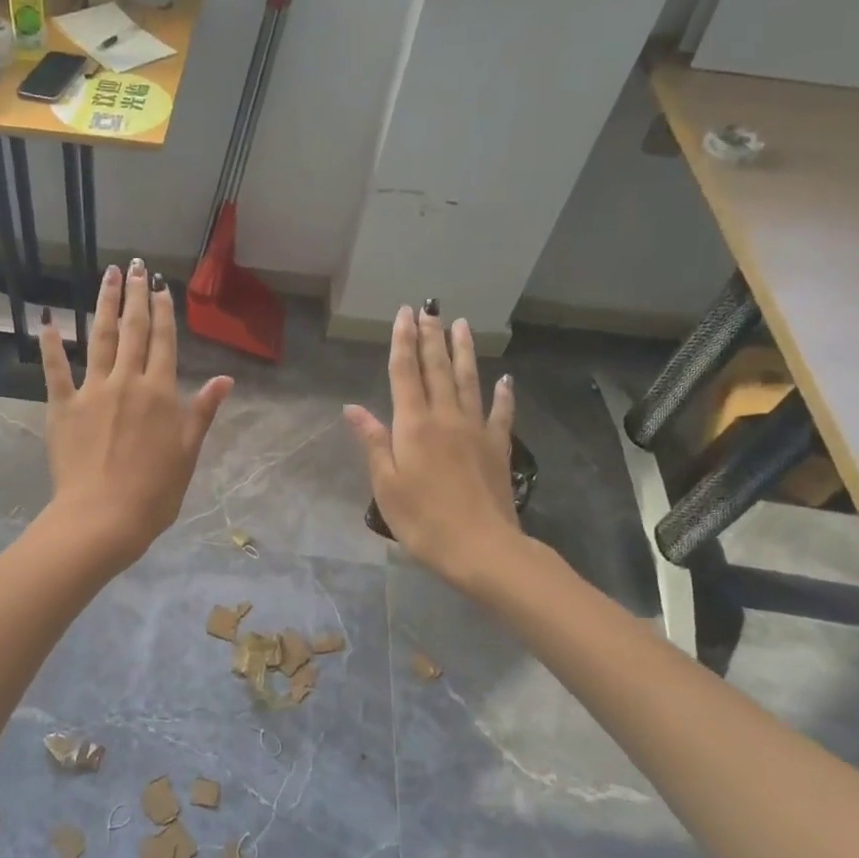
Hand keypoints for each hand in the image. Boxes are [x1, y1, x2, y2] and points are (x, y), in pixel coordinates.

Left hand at [39, 260, 233, 570]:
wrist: (104, 517)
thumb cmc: (155, 492)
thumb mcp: (189, 452)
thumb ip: (203, 411)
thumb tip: (226, 379)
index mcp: (160, 392)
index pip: (164, 342)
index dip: (164, 312)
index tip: (161, 287)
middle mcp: (127, 382)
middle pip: (133, 330)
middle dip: (136, 296)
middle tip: (136, 267)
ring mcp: (92, 391)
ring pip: (99, 338)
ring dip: (103, 304)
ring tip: (108, 276)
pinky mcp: (62, 407)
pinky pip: (55, 370)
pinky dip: (51, 345)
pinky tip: (49, 320)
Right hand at [343, 307, 524, 587]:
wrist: (482, 548)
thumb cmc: (423, 520)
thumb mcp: (386, 485)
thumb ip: (373, 442)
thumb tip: (352, 407)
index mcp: (413, 426)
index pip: (404, 374)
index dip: (402, 342)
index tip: (404, 314)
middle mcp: (445, 418)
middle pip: (437, 369)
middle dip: (430, 337)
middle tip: (428, 309)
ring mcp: (476, 431)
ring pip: (468, 381)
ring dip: (463, 352)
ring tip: (461, 325)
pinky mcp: (498, 447)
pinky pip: (501, 413)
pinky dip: (503, 393)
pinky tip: (506, 378)